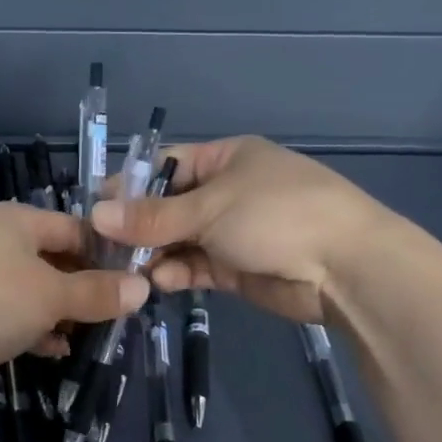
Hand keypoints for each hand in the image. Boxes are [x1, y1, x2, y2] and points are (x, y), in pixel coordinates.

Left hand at [0, 201, 148, 397]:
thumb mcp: (52, 295)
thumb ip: (98, 292)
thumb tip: (144, 288)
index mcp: (18, 221)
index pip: (77, 228)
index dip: (108, 253)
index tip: (138, 281)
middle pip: (57, 260)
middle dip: (87, 287)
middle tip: (121, 312)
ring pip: (38, 291)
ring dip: (64, 312)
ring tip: (95, 333)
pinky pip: (16, 316)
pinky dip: (38, 330)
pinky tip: (56, 349)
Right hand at [90, 136, 403, 322]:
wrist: (346, 268)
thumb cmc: (277, 216)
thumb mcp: (210, 208)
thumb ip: (152, 217)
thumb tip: (95, 215)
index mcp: (227, 158)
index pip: (166, 164)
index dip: (130, 184)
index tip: (95, 208)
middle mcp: (227, 191)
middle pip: (169, 206)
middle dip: (138, 226)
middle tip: (101, 247)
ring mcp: (233, 231)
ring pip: (179, 240)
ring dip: (154, 254)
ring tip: (124, 269)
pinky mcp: (237, 268)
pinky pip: (196, 266)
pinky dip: (176, 273)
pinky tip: (157, 282)